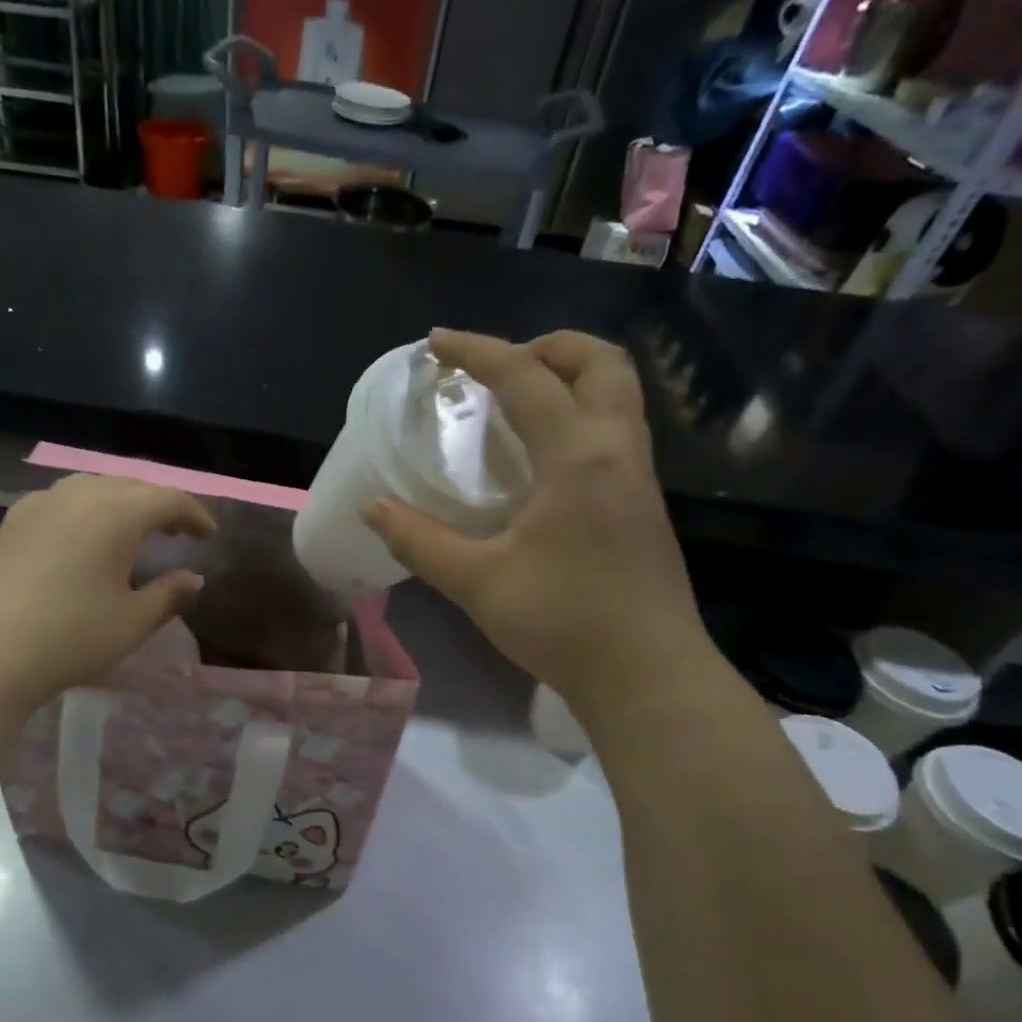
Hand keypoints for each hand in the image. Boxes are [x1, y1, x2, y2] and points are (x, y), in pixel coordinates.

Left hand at [0, 474, 214, 713]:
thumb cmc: (71, 638)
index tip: (208, 535)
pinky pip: (60, 500)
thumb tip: (193, 579)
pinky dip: (84, 508)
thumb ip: (169, 595)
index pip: (168, 498)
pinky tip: (80, 535)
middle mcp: (79, 496)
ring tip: (131, 529)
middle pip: (130, 485)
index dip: (194, 514)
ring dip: (120, 501)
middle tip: (176, 532)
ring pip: (92, 486)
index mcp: (117, 514)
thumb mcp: (133, 622)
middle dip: (159, 504)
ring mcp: (40, 505)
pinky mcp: (11, 522)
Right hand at [363, 329, 711, 709]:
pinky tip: (542, 459)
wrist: (647, 676)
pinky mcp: (643, 504)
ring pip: (618, 394)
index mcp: (578, 456)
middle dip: (547, 347)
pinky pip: (616, 430)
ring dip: (569, 378)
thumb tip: (373, 508)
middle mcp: (617, 450)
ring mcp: (639, 477)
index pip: (526, 378)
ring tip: (515, 404)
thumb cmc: (563, 622)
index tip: (437, 345)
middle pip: (601, 362)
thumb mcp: (477, 582)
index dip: (478, 351)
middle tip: (498, 368)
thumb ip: (419, 540)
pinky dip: (579, 415)